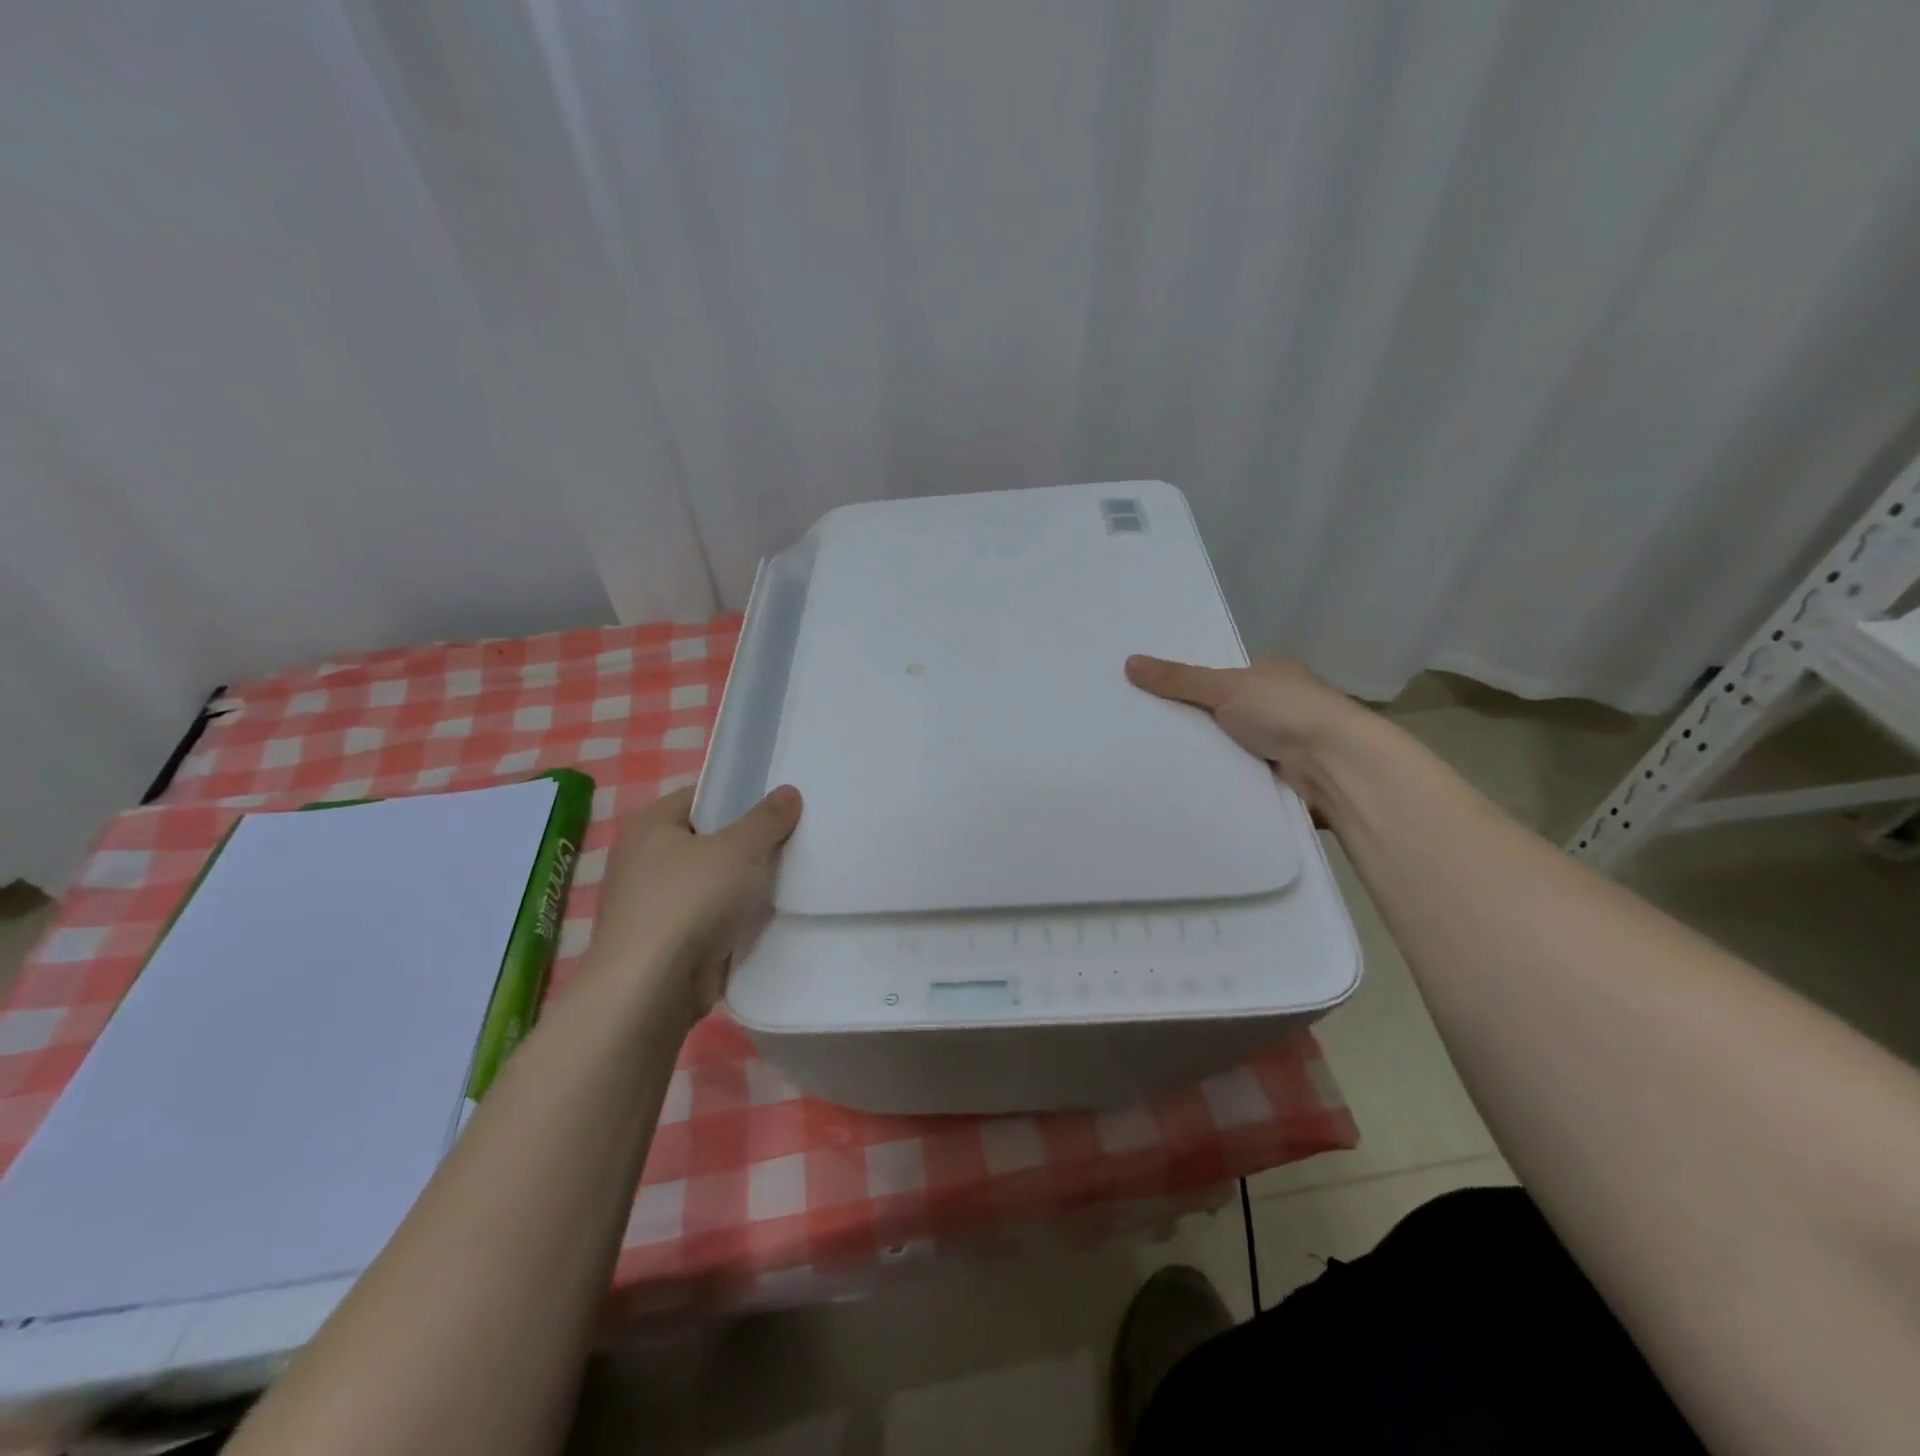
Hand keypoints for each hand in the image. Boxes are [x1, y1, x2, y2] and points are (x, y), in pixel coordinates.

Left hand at [584, 784, 801, 1021]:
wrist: (652, 990)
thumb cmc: (690, 901)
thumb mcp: (739, 849)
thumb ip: (767, 819)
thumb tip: (788, 792)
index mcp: (650, 825)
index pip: (701, 796)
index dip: (740, 796)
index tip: (780, 806)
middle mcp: (644, 860)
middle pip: (709, 840)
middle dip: (749, 844)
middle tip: (793, 839)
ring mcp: (654, 905)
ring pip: (713, 883)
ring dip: (745, 885)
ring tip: (791, 876)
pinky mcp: (667, 943)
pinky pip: (712, 919)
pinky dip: (736, 920)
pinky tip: (770, 917)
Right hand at [1124, 654, 1374, 822]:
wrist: (1337, 766)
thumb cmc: (1286, 711)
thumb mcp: (1225, 687)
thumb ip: (1178, 679)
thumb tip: (1128, 662)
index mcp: (1271, 674)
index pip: (1221, 677)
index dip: (1189, 685)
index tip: (1149, 696)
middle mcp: (1278, 706)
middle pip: (1221, 713)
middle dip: (1192, 723)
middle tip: (1142, 730)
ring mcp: (1282, 743)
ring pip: (1228, 747)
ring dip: (1205, 754)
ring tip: (1151, 759)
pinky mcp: (1279, 779)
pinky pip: (1237, 776)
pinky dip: (1218, 779)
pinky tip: (1185, 784)